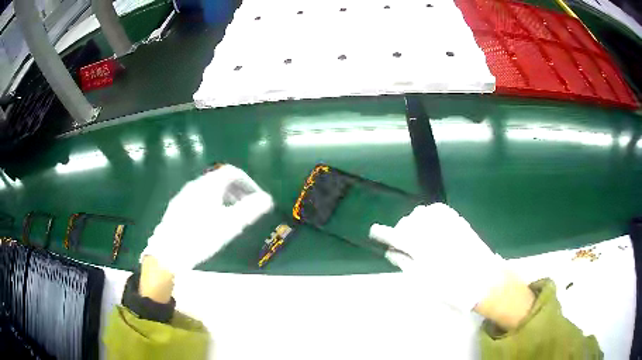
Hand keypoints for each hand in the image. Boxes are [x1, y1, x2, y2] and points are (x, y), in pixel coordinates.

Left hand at [141, 164, 272, 272]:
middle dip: (237, 191)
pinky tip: (209, 223)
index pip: (232, 172)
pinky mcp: (176, 207)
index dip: (248, 182)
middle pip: (219, 180)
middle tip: (246, 207)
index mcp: (209, 185)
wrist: (169, 252)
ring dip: (223, 198)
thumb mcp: (230, 224)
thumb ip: (250, 209)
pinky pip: (198, 199)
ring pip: (208, 190)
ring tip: (230, 216)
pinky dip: (210, 204)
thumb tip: (267, 199)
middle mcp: (195, 185)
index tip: (256, 198)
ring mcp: (184, 195)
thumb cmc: (201, 236)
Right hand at [369, 203, 505, 311]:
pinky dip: (430, 214)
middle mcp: (432, 231)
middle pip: (408, 222)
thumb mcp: (423, 281)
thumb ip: (405, 263)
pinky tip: (430, 222)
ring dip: (415, 221)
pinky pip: (438, 210)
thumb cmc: (451, 287)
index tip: (374, 231)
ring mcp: (446, 224)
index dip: (382, 233)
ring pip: (422, 213)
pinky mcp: (458, 221)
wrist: (483, 280)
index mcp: (421, 247)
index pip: (395, 235)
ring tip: (416, 232)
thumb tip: (391, 252)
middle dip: (400, 229)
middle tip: (399, 241)